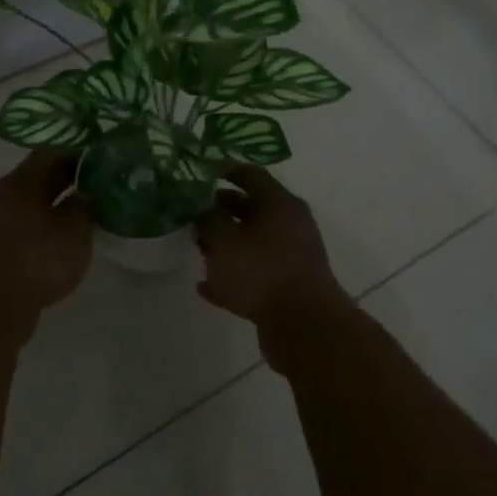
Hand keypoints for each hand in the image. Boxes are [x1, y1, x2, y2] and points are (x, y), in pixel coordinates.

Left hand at [0, 151, 92, 320]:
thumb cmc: (38, 261)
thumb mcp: (74, 228)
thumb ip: (87, 201)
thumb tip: (94, 185)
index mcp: (21, 181)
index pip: (54, 148)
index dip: (83, 145)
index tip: (109, 147)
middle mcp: (8, 192)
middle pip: (45, 170)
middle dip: (77, 169)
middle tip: (111, 170)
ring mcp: (4, 218)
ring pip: (41, 194)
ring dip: (68, 192)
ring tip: (99, 195)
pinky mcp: (6, 241)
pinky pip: (36, 215)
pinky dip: (57, 213)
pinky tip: (77, 224)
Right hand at [195, 166, 351, 332]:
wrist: (303, 325)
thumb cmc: (261, 271)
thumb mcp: (224, 241)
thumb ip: (208, 220)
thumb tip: (201, 208)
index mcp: (280, 204)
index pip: (250, 175)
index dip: (224, 170)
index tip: (199, 172)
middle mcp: (290, 225)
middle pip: (252, 209)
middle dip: (221, 210)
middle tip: (193, 214)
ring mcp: (290, 257)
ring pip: (252, 242)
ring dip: (226, 244)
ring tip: (198, 248)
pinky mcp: (287, 286)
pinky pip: (254, 274)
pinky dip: (233, 276)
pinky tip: (206, 286)